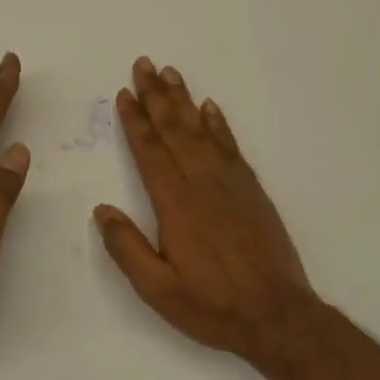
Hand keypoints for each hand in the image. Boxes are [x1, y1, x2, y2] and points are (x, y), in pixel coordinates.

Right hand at [94, 58, 320, 363]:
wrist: (277, 315)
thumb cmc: (212, 305)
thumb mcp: (157, 289)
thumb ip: (127, 247)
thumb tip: (101, 210)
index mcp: (176, 204)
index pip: (150, 152)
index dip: (135, 121)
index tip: (124, 93)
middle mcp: (202, 183)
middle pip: (174, 130)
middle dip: (156, 96)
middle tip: (143, 64)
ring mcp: (231, 183)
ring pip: (202, 130)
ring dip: (184, 100)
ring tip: (170, 73)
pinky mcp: (252, 190)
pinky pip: (231, 146)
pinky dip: (219, 124)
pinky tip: (210, 107)